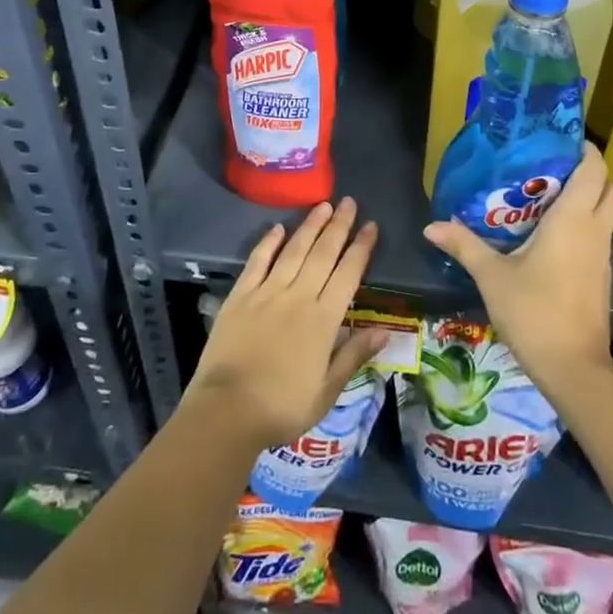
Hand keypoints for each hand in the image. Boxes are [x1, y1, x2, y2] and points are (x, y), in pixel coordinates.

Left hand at [184, 198, 385, 450]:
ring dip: (310, 226)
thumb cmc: (282, 407)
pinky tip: (278, 228)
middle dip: (339, 226)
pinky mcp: (240, 296)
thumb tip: (385, 330)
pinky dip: (268, 243)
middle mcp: (298, 296)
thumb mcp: (326, 391)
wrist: (227, 411)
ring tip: (323, 205)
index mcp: (323, 319)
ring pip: (293, 250)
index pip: (348, 273)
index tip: (371, 225)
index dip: (361, 248)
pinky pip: (257, 262)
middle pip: (323, 254)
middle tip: (349, 201)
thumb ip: (354, 355)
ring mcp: (267, 292)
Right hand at [423, 143, 612, 395]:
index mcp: (574, 220)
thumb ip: (464, 245)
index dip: (585, 149)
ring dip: (587, 202)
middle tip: (554, 172)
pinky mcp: (602, 278)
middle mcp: (595, 231)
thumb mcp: (492, 276)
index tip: (559, 141)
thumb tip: (431, 225)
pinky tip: (550, 239)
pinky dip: (584, 228)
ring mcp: (603, 256)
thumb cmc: (534, 312)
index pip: (594, 169)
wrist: (572, 369)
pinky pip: (599, 238)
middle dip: (591, 174)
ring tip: (545, 201)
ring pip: (607, 215)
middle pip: (611, 188)